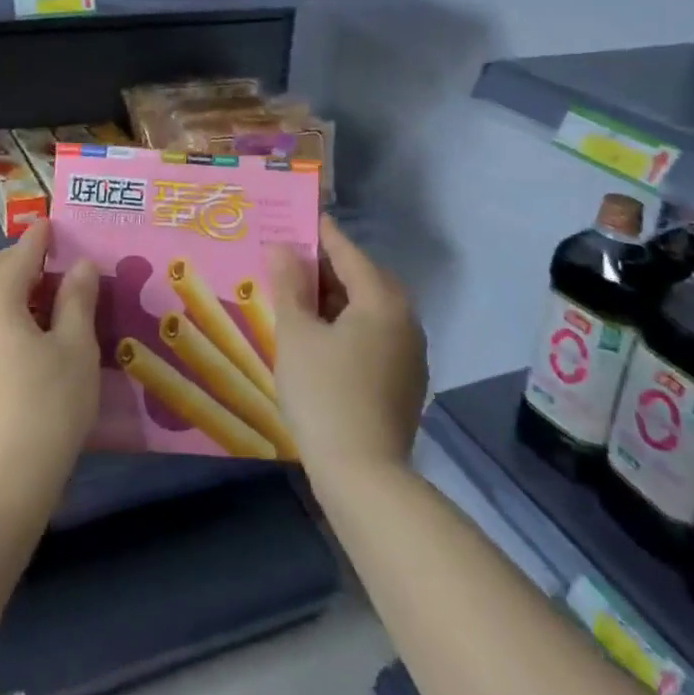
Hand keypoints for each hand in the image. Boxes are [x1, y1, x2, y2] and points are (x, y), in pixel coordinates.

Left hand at [0, 221, 101, 511]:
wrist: (2, 484)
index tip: (54, 223)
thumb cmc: (48, 406)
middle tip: (55, 259)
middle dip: (20, 258)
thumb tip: (80, 265)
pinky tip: (32, 335)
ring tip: (49, 296)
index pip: (18, 256)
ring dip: (13, 287)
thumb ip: (77, 300)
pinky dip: (5, 313)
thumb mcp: (76, 348)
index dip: (38, 237)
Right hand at [268, 216, 426, 485]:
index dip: (321, 234)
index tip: (298, 218)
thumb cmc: (324, 394)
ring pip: (371, 308)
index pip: (348, 252)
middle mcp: (405, 319)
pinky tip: (323, 339)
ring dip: (339, 298)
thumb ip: (289, 284)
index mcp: (381, 300)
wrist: (364, 476)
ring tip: (302, 299)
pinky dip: (350, 325)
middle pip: (364, 278)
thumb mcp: (296, 334)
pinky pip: (377, 335)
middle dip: (329, 267)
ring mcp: (410, 353)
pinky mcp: (406, 381)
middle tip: (293, 262)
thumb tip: (282, 246)